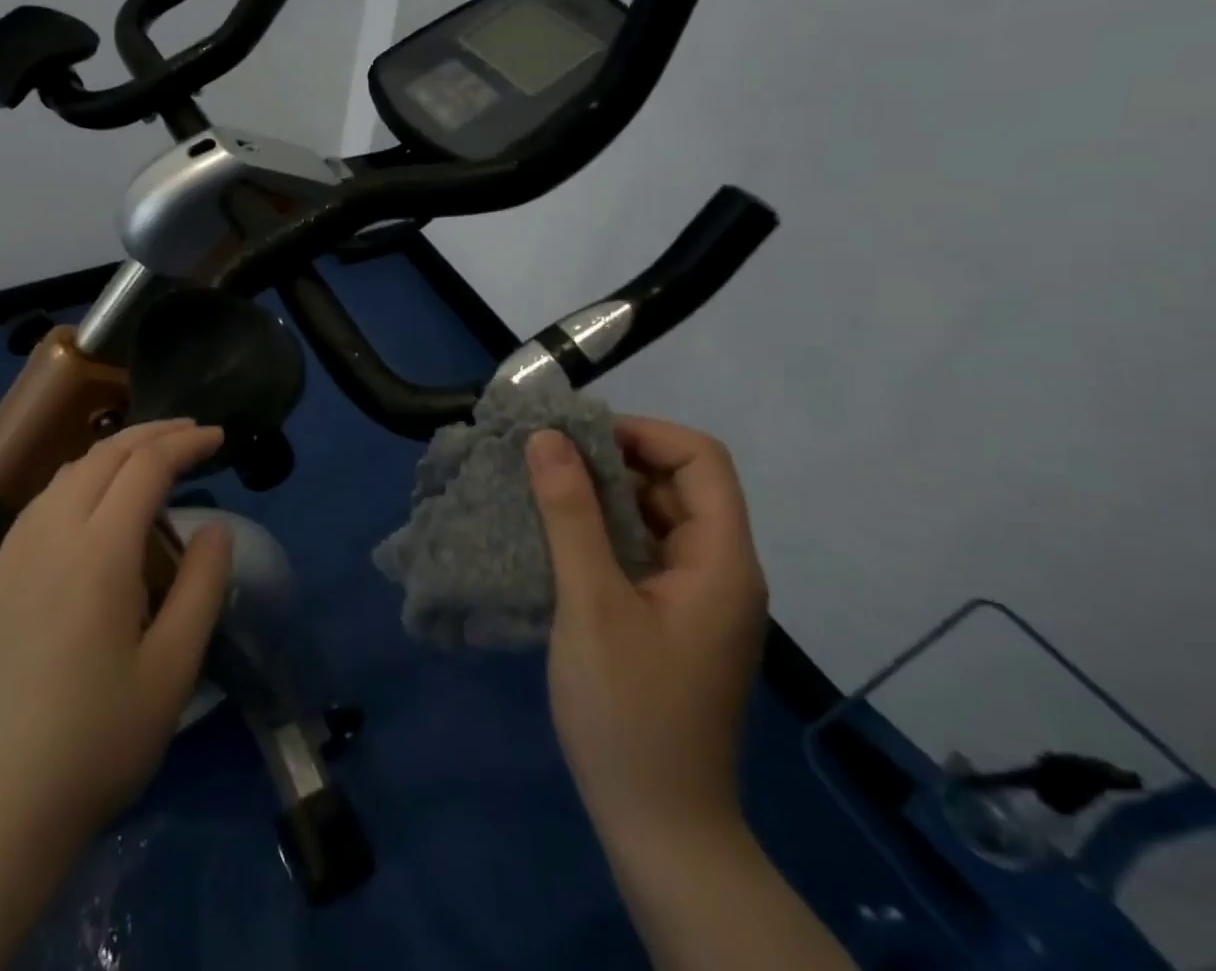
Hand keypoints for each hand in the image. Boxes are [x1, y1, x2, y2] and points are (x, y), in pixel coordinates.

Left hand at [0, 419, 233, 854]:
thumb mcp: (173, 669)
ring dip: (115, 450)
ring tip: (151, 456)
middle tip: (193, 433)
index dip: (186, 444)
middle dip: (154, 433)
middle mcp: (53, 533)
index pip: (146, 467)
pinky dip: (82, 476)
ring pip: (70, 470)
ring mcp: (17, 552)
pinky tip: (95, 498)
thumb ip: (201, 587)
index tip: (219, 438)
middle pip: (105, 454)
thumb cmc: (98, 741)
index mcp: (99, 552)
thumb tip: (217, 527)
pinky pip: (45, 498)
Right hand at [527, 417, 767, 850]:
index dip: (642, 433)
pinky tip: (554, 535)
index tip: (575, 437)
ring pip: (654, 516)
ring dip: (601, 494)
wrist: (659, 826)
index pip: (701, 460)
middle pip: (677, 483)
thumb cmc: (628, 711)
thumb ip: (570, 514)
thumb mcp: (591, 603)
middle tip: (544, 458)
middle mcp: (718, 570)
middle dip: (612, 459)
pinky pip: (640, 550)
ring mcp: (695, 597)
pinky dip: (600, 530)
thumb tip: (546, 437)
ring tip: (539, 488)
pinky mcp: (670, 618)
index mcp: (720, 561)